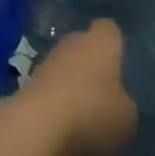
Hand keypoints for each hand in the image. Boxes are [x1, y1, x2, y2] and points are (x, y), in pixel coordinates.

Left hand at [12, 20, 137, 155]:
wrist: (36, 126)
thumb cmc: (92, 113)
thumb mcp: (127, 118)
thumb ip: (125, 105)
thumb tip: (118, 103)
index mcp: (101, 42)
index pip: (109, 29)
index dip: (116, 45)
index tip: (121, 65)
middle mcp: (72, 42)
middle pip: (85, 46)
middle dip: (93, 65)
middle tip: (105, 94)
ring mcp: (46, 61)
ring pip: (65, 67)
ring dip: (72, 85)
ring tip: (84, 116)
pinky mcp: (27, 83)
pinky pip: (49, 88)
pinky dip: (56, 102)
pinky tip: (63, 126)